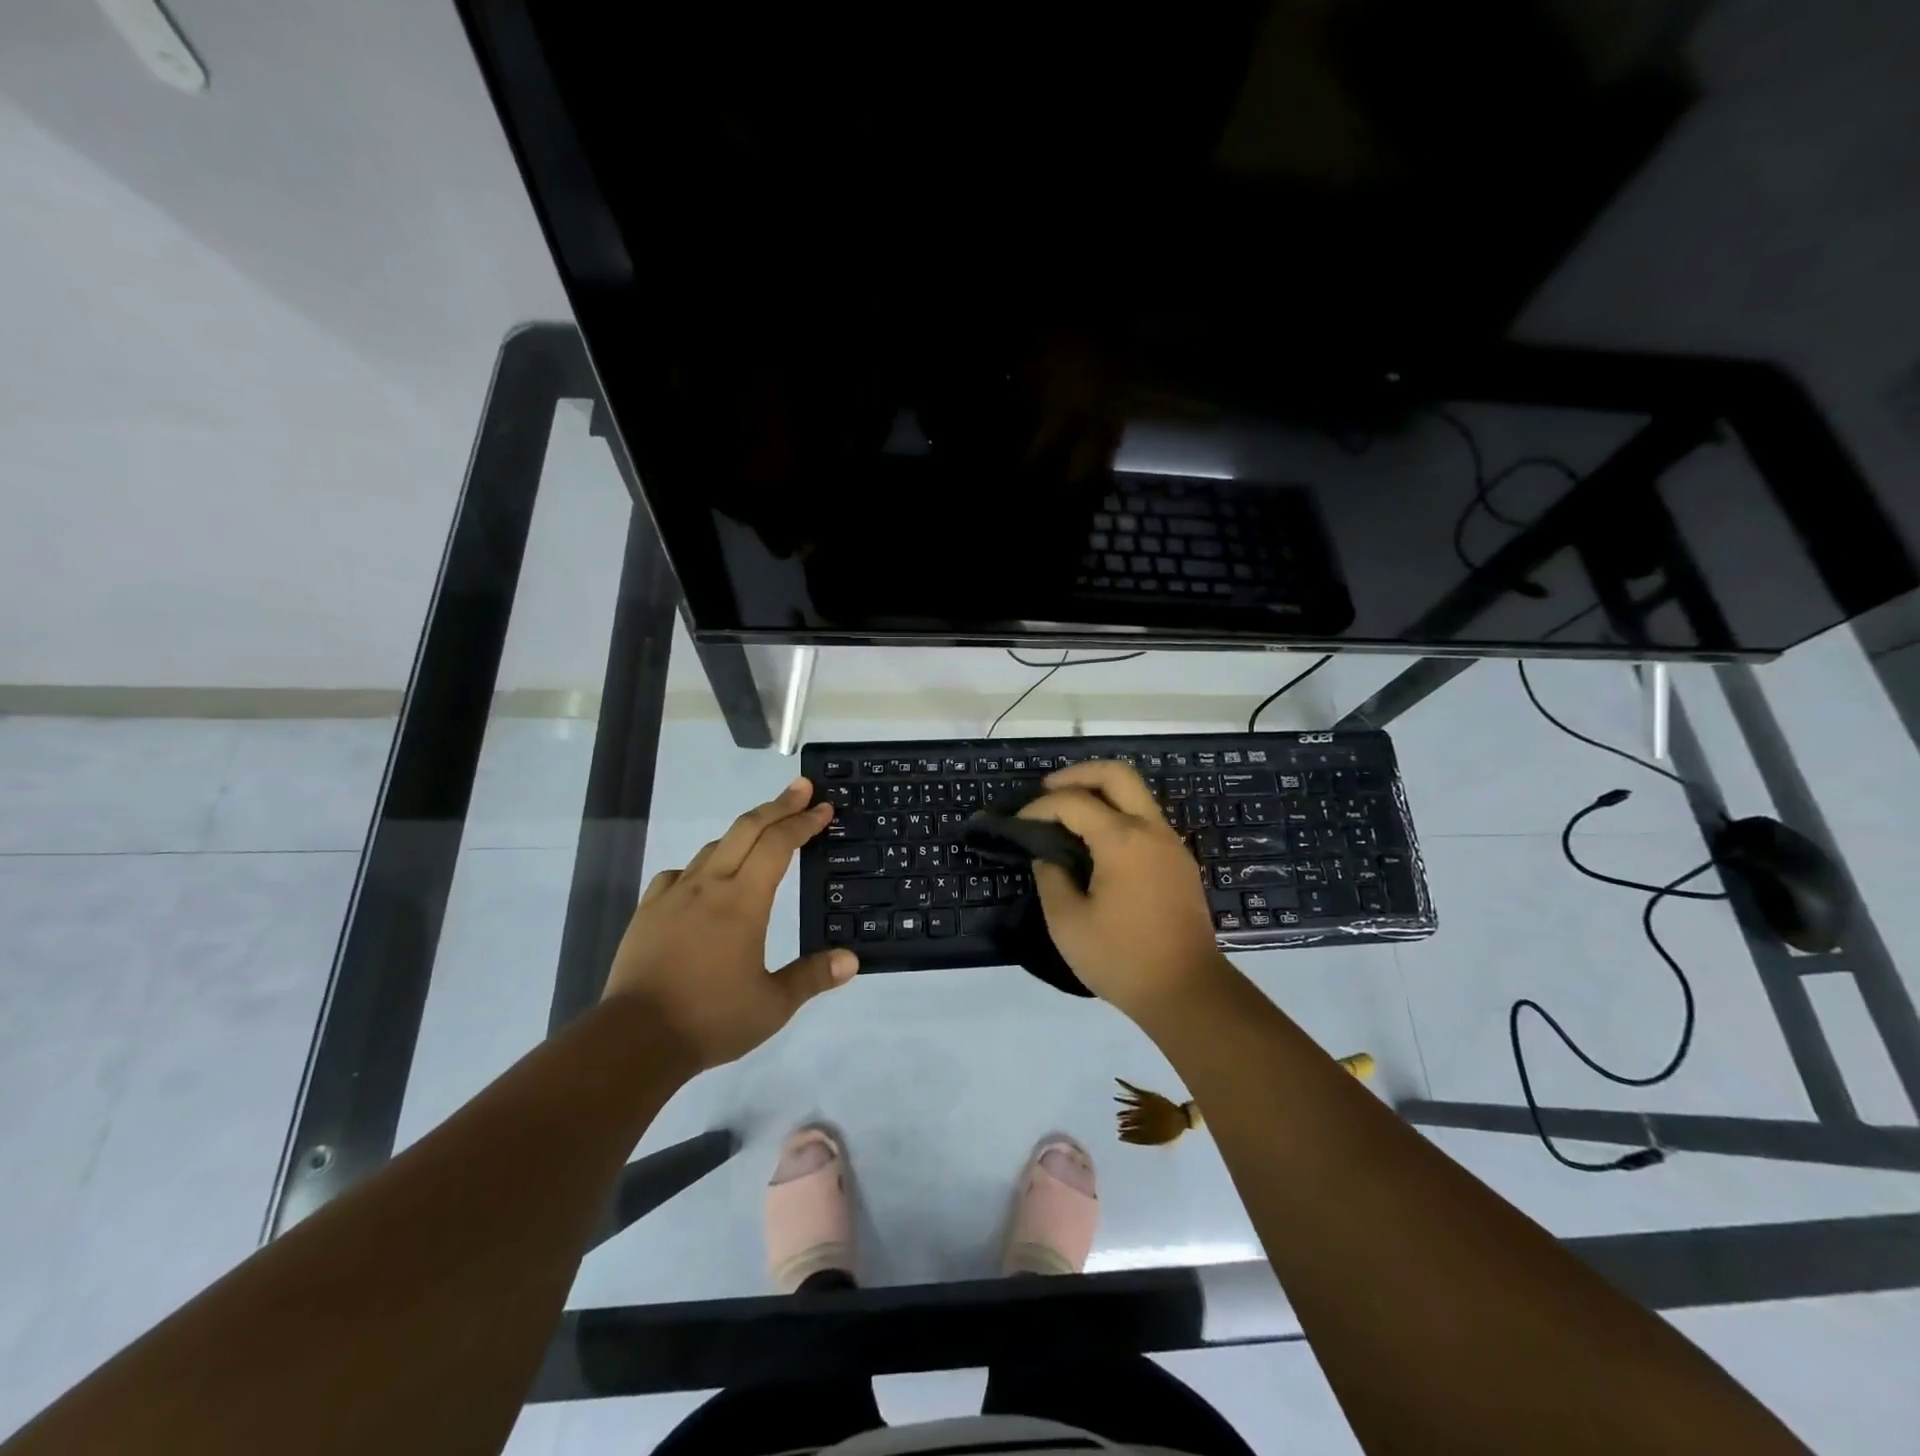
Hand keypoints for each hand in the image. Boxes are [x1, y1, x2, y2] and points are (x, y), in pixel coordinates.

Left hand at [603, 778, 857, 1070]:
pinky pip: (679, 874)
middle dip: (777, 805)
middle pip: (746, 829)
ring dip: (742, 832)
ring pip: (713, 847)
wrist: (634, 1039)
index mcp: (743, 901)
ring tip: (761, 834)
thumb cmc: (711, 1018)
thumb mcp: (772, 1005)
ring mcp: (674, 895)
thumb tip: (851, 960)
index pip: (779, 845)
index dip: (803, 822)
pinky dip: (702, 865)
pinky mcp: (648, 911)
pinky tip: (704, 879)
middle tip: (801, 788)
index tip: (823, 807)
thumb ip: (812, 977)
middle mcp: (709, 886)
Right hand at [1018, 761, 1232, 1021]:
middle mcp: (1151, 829)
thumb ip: (1051, 878)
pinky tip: (1095, 841)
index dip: (1040, 807)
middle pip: (1117, 774)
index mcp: (1122, 840)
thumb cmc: (1121, 958)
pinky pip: (1145, 819)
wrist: (1187, 991)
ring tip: (1068, 813)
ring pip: (1136, 793)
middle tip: (1048, 790)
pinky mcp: (1179, 861)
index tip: (1019, 823)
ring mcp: (1171, 843)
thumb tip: (1049, 856)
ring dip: (1101, 792)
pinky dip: (1117, 814)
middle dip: (1078, 774)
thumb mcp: (1068, 922)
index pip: (1074, 802)